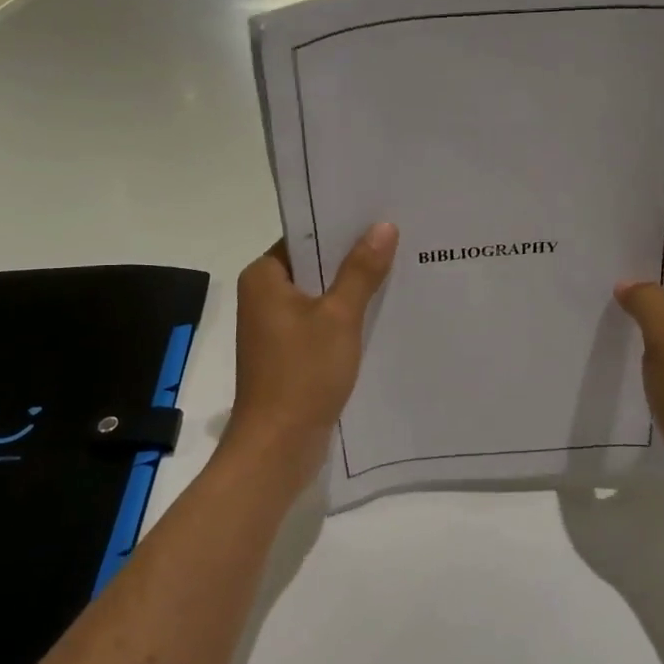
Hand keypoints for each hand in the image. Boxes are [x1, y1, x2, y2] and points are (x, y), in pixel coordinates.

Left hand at [226, 223, 398, 489]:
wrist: (277, 447)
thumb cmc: (302, 374)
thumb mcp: (339, 317)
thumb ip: (361, 271)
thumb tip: (383, 227)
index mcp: (264, 277)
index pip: (304, 236)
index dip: (341, 226)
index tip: (380, 216)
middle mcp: (263, 296)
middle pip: (313, 265)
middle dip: (353, 258)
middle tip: (400, 240)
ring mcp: (274, 327)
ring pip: (319, 296)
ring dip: (352, 290)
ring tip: (399, 270)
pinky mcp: (288, 353)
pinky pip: (320, 323)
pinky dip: (345, 318)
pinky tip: (382, 313)